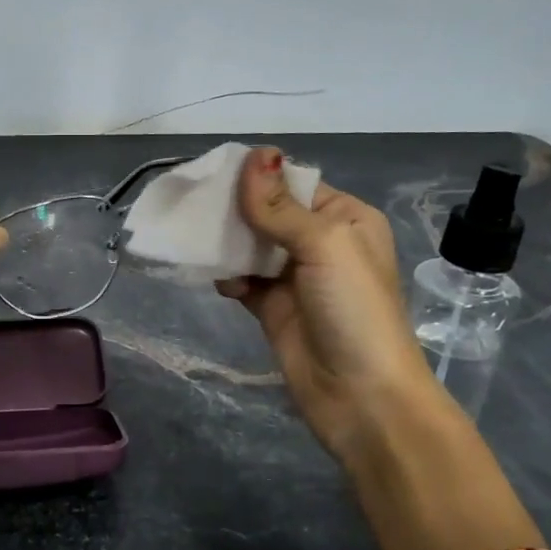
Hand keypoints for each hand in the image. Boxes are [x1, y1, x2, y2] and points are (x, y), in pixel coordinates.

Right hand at [217, 147, 441, 471]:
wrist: (361, 396)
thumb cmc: (352, 310)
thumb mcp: (323, 246)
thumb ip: (280, 206)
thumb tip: (255, 153)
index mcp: (346, 219)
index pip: (294, 184)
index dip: (256, 176)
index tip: (212, 171)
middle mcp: (321, 243)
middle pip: (268, 213)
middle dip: (233, 208)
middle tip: (190, 201)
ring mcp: (295, 277)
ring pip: (251, 246)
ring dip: (224, 241)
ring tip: (190, 232)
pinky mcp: (273, 308)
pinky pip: (242, 279)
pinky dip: (225, 275)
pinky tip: (210, 274)